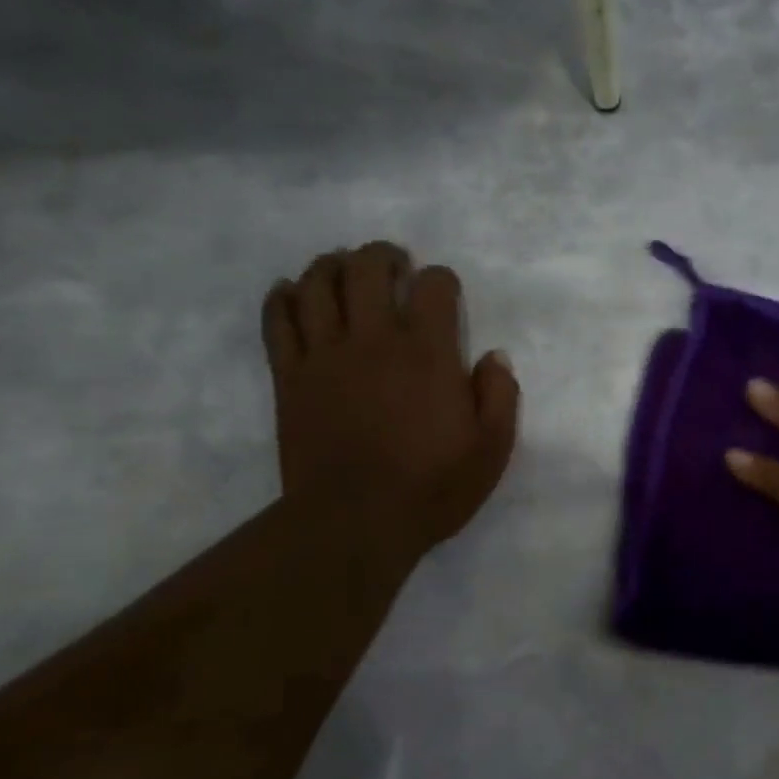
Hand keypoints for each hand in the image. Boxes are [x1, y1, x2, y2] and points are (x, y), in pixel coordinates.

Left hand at [261, 243, 519, 557]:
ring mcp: (325, 355)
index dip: (442, 280)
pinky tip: (292, 292)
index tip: (444, 293)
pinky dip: (283, 297)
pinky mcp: (290, 377)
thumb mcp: (491, 449)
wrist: (355, 523)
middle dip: (383, 255)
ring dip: (332, 264)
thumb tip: (494, 356)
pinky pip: (278, 320)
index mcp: (428, 353)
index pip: (434, 287)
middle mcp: (374, 340)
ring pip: (318, 283)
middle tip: (393, 263)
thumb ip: (500, 396)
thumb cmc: (432, 488)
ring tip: (343, 267)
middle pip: (368, 268)